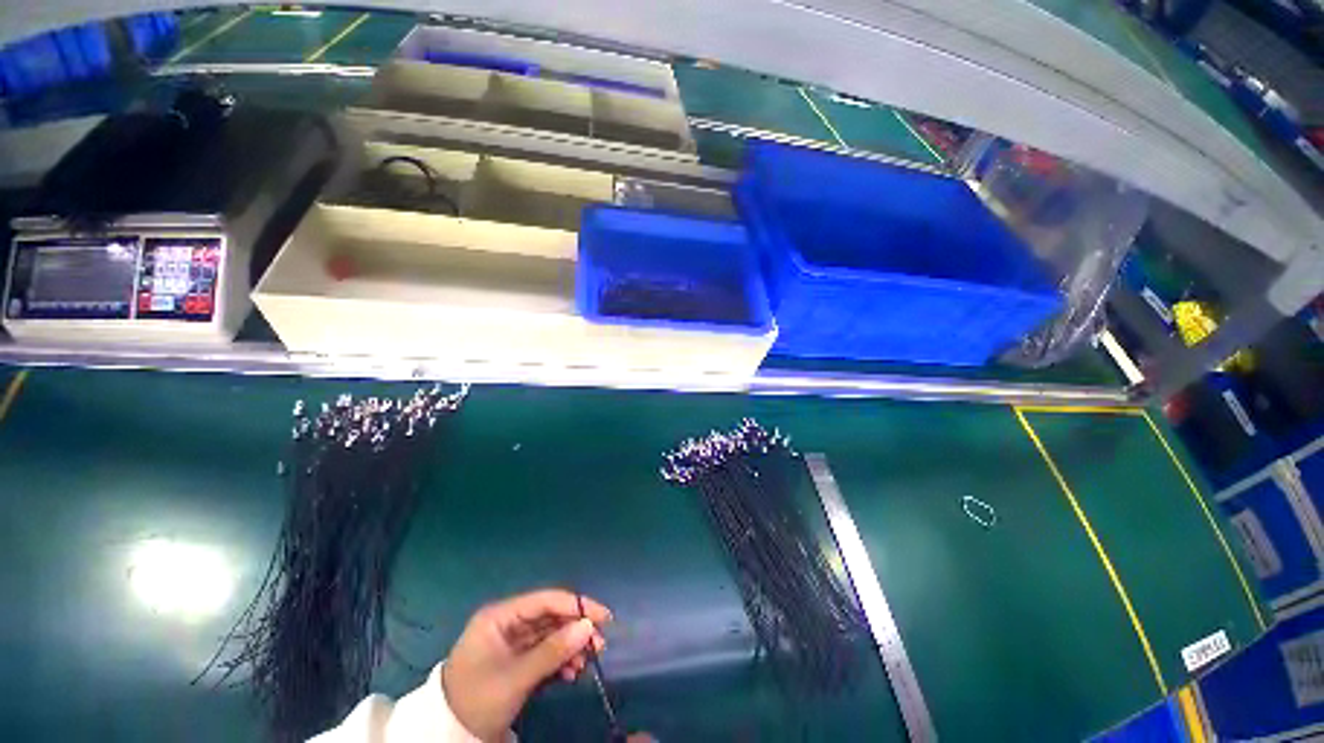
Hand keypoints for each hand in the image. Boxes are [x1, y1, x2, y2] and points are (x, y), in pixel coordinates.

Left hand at [441, 589, 611, 741]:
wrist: (449, 735)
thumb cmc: (478, 698)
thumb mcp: (516, 677)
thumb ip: (553, 651)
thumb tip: (589, 627)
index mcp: (502, 616)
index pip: (546, 601)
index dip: (576, 605)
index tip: (603, 616)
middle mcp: (508, 623)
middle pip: (551, 617)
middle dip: (576, 630)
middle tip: (599, 644)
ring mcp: (512, 642)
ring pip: (550, 635)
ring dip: (570, 647)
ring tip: (588, 663)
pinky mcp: (516, 661)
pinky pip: (544, 653)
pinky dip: (560, 661)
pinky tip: (572, 673)